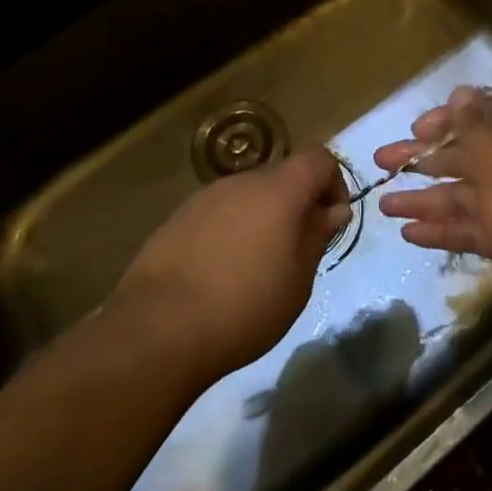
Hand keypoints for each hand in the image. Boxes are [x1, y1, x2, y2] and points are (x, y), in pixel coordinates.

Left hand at [105, 147, 351, 385]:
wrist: (157, 330)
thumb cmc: (244, 307)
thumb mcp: (298, 280)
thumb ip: (317, 236)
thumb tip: (333, 210)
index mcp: (279, 190)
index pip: (318, 160)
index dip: (333, 184)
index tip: (330, 222)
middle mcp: (242, 182)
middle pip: (281, 176)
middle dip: (296, 204)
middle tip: (295, 249)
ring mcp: (205, 197)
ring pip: (247, 195)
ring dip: (261, 218)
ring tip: (255, 265)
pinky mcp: (177, 218)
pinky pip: (218, 213)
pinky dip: (229, 230)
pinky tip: (219, 272)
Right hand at [374, 87, 491, 340]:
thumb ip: (475, 126)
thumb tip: (461, 91)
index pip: (485, 114)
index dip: (450, 117)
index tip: (417, 128)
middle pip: (467, 154)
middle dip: (424, 158)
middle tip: (382, 161)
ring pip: (464, 194)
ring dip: (425, 198)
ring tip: (384, 206)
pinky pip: (471, 228)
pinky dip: (442, 229)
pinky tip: (409, 233)